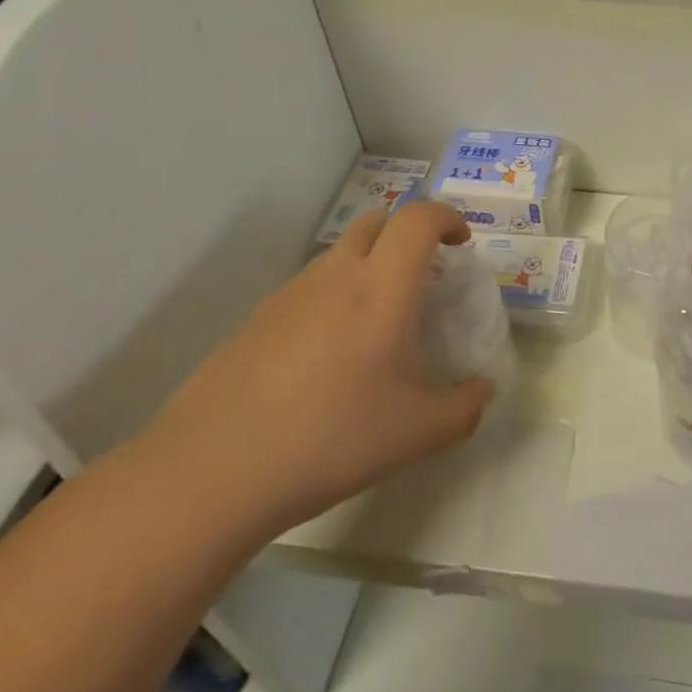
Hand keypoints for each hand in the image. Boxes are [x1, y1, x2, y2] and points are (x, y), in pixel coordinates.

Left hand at [144, 201, 493, 539]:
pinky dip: (332, 300)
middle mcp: (335, 276)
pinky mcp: (254, 322)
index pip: (418, 218)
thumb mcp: (416, 434)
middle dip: (407, 235)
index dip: (447, 219)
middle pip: (376, 222)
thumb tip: (481, 392)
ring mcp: (288, 295)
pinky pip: (307, 290)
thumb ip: (464, 409)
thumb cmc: (330, 439)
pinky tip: (327, 359)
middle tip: (423, 277)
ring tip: (376, 324)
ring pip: (338, 255)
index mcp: (381, 286)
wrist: (210, 473)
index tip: (461, 244)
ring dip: (368, 267)